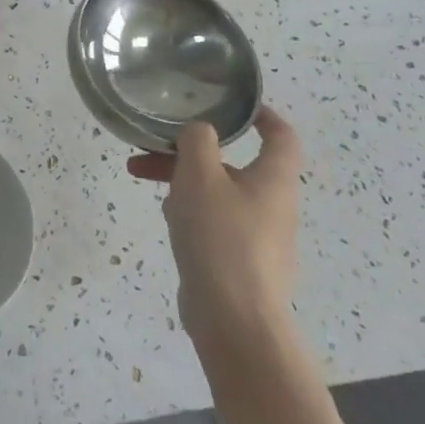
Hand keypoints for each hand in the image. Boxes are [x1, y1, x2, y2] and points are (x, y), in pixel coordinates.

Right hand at [127, 106, 303, 341]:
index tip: (234, 105)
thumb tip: (200, 131)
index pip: (281, 135)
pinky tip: (165, 220)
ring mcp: (258, 236)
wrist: (234, 318)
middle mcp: (273, 204)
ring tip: (142, 178)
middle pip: (234, 164)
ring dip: (182, 179)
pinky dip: (190, 211)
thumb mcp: (200, 176)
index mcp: (274, 179)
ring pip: (218, 192)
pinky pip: (214, 222)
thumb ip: (197, 142)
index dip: (262, 115)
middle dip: (191, 151)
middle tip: (154, 146)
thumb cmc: (221, 237)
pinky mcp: (240, 262)